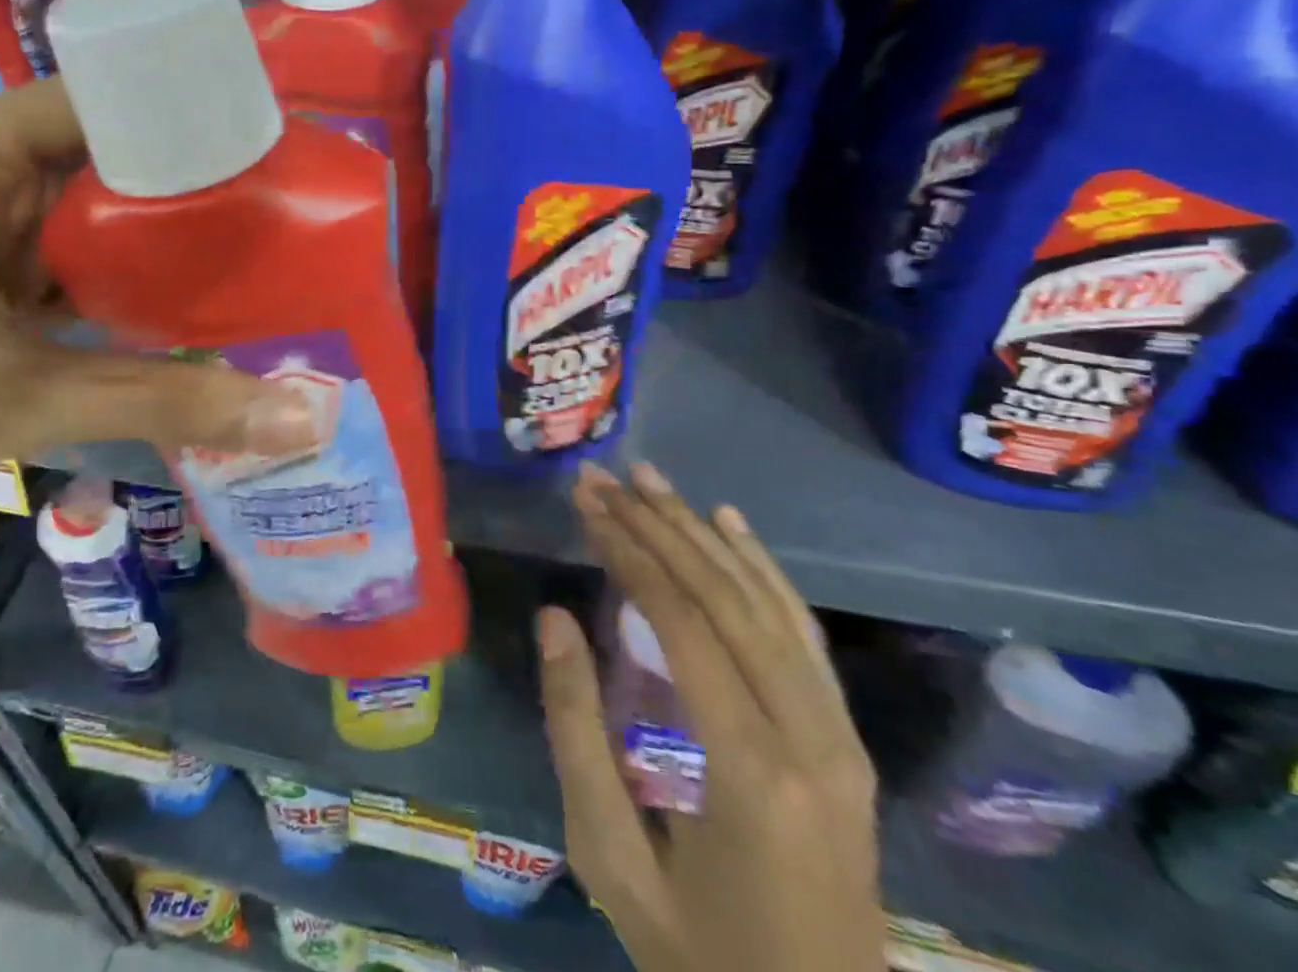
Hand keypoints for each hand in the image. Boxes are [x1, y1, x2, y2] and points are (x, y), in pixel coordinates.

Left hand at [0, 80, 316, 568]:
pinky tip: (200, 312)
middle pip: (112, 160)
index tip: (286, 146)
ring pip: (98, 221)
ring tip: (272, 254)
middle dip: (200, 187)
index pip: (110, 99)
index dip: (197, 114)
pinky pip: (77, 272)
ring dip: (170, 245)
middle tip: (301, 212)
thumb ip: (164, 401)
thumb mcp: (11, 402)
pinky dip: (131, 291)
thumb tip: (307, 417)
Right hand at [538, 462, 882, 971]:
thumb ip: (576, 731)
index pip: (681, 623)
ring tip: (652, 481)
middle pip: (725, 598)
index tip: (587, 504)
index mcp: (749, 771)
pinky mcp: (846, 742)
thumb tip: (554, 618)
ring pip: (766, 604)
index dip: (629, 553)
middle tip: (605, 478)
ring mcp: (838, 737)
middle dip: (658, 527)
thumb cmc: (697, 957)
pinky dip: (764, 570)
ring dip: (703, 533)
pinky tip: (730, 525)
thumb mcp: (610, 858)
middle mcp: (808, 738)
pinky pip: (803, 635)